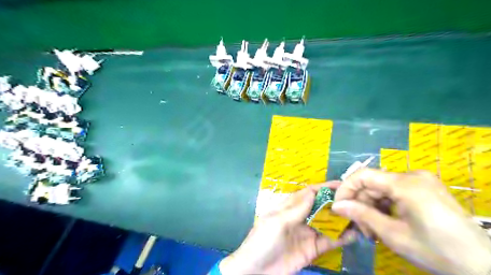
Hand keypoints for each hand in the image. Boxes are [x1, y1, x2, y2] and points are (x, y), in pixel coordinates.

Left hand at [221, 185, 355, 274]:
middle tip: (357, 201)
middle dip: (336, 203)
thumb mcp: (277, 221)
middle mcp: (300, 217)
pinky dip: (341, 237)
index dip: (324, 188)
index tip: (343, 185)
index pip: (309, 193)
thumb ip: (296, 209)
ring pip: (327, 223)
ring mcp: (307, 233)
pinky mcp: (313, 249)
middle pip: (321, 207)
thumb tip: (313, 191)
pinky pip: (329, 241)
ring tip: (360, 216)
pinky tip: (354, 234)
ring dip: (342, 220)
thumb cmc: (262, 241)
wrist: (256, 271)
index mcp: (289, 207)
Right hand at [329, 170, 490, 274]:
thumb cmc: (437, 251)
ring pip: (382, 189)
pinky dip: (385, 206)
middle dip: (361, 204)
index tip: (338, 206)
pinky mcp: (424, 188)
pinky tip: (385, 223)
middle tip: (361, 228)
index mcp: (405, 184)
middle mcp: (412, 175)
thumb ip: (362, 215)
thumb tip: (336, 206)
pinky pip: (394, 192)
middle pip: (372, 184)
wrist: (484, 266)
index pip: (363, 175)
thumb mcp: (393, 234)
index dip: (346, 189)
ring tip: (373, 230)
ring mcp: (420, 181)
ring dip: (372, 207)